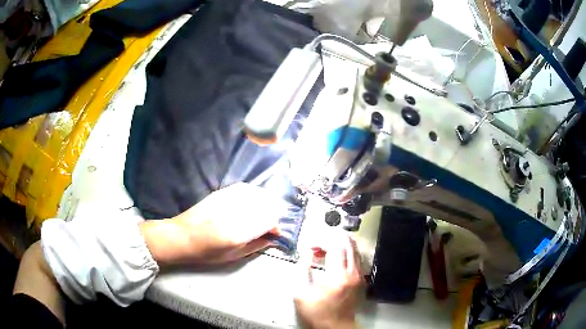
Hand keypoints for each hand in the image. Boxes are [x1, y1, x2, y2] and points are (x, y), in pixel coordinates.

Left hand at [140, 183, 284, 264]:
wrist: (181, 236)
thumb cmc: (206, 252)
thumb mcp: (234, 256)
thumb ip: (257, 245)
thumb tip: (273, 237)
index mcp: (238, 233)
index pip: (269, 221)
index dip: (276, 226)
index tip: (275, 233)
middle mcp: (234, 213)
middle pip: (266, 205)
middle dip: (274, 213)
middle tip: (271, 223)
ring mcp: (227, 199)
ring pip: (257, 194)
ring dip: (266, 202)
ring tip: (264, 212)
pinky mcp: (220, 193)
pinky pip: (245, 188)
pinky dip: (254, 194)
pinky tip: (253, 201)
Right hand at [294, 233, 362, 328]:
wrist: (334, 326)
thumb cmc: (317, 312)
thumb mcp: (301, 292)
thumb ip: (303, 269)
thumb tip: (307, 253)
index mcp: (337, 276)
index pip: (334, 248)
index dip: (322, 241)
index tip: (311, 244)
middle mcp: (352, 273)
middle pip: (349, 246)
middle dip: (336, 237)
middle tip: (325, 236)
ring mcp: (358, 277)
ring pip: (355, 251)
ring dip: (344, 244)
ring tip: (331, 242)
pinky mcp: (360, 281)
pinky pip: (357, 259)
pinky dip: (349, 252)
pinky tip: (340, 254)